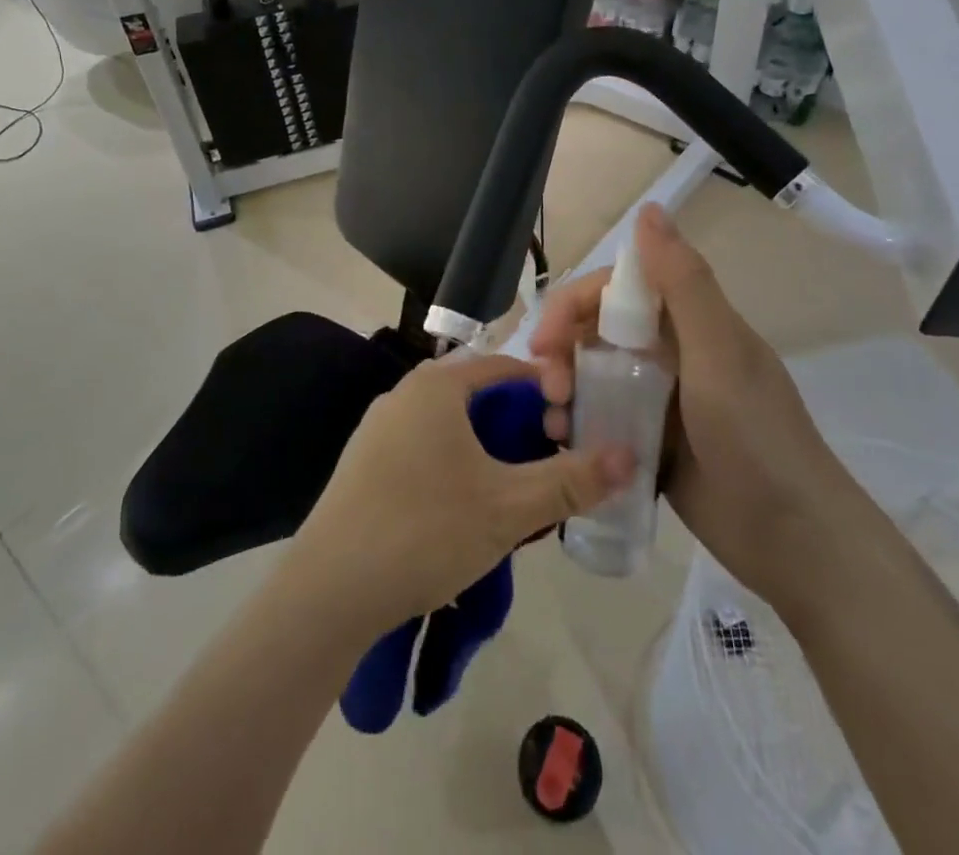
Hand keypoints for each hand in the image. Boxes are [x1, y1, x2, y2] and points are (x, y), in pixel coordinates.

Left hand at [289, 355, 634, 634]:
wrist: (329, 590)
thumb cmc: (426, 530)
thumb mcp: (509, 508)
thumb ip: (571, 480)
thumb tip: (629, 455)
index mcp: (437, 385)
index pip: (507, 367)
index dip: (547, 391)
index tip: (574, 428)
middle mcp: (405, 393)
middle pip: (478, 395)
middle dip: (518, 425)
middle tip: (548, 464)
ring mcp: (378, 427)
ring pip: (450, 424)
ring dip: (487, 448)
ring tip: (513, 491)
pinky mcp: (364, 462)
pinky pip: (423, 447)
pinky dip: (454, 464)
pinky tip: (463, 509)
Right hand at [530, 204, 845, 589]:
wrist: (795, 542)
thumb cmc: (755, 438)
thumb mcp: (719, 353)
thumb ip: (683, 282)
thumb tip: (650, 208)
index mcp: (689, 323)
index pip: (617, 289)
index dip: (575, 304)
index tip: (546, 340)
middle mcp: (672, 353)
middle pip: (598, 331)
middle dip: (562, 350)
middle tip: (547, 388)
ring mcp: (661, 399)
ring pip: (595, 375)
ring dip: (566, 389)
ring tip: (555, 425)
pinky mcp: (652, 442)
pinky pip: (604, 418)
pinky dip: (580, 424)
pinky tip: (567, 444)